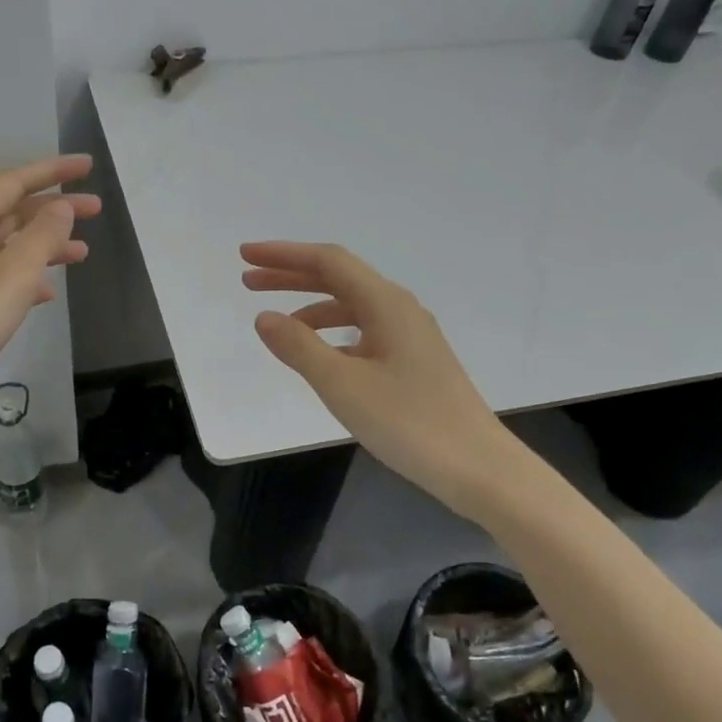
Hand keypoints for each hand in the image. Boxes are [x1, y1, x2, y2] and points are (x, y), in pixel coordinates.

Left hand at [0, 155, 98, 454]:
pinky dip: (29, 277)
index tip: (87, 167)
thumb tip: (60, 208)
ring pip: (9, 247)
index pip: (12, 183)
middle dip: (54, 208)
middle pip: (11, 212)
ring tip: (83, 253)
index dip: (51, 171)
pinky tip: (49, 292)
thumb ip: (42, 236)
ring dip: (46, 245)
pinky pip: (2, 278)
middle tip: (96, 210)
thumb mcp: (13, 275)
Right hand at [242, 241, 509, 514]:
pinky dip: (332, 333)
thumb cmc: (407, 422)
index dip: (283, 255)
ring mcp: (410, 335)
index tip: (246, 256)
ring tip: (276, 324)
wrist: (476, 467)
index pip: (328, 261)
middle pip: (339, 278)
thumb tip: (264, 317)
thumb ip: (299, 347)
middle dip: (291, 276)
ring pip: (351, 306)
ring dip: (310, 307)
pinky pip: (363, 331)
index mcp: (385, 304)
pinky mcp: (414, 361)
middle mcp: (399, 309)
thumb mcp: (342, 384)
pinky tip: (318, 355)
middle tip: (248, 281)